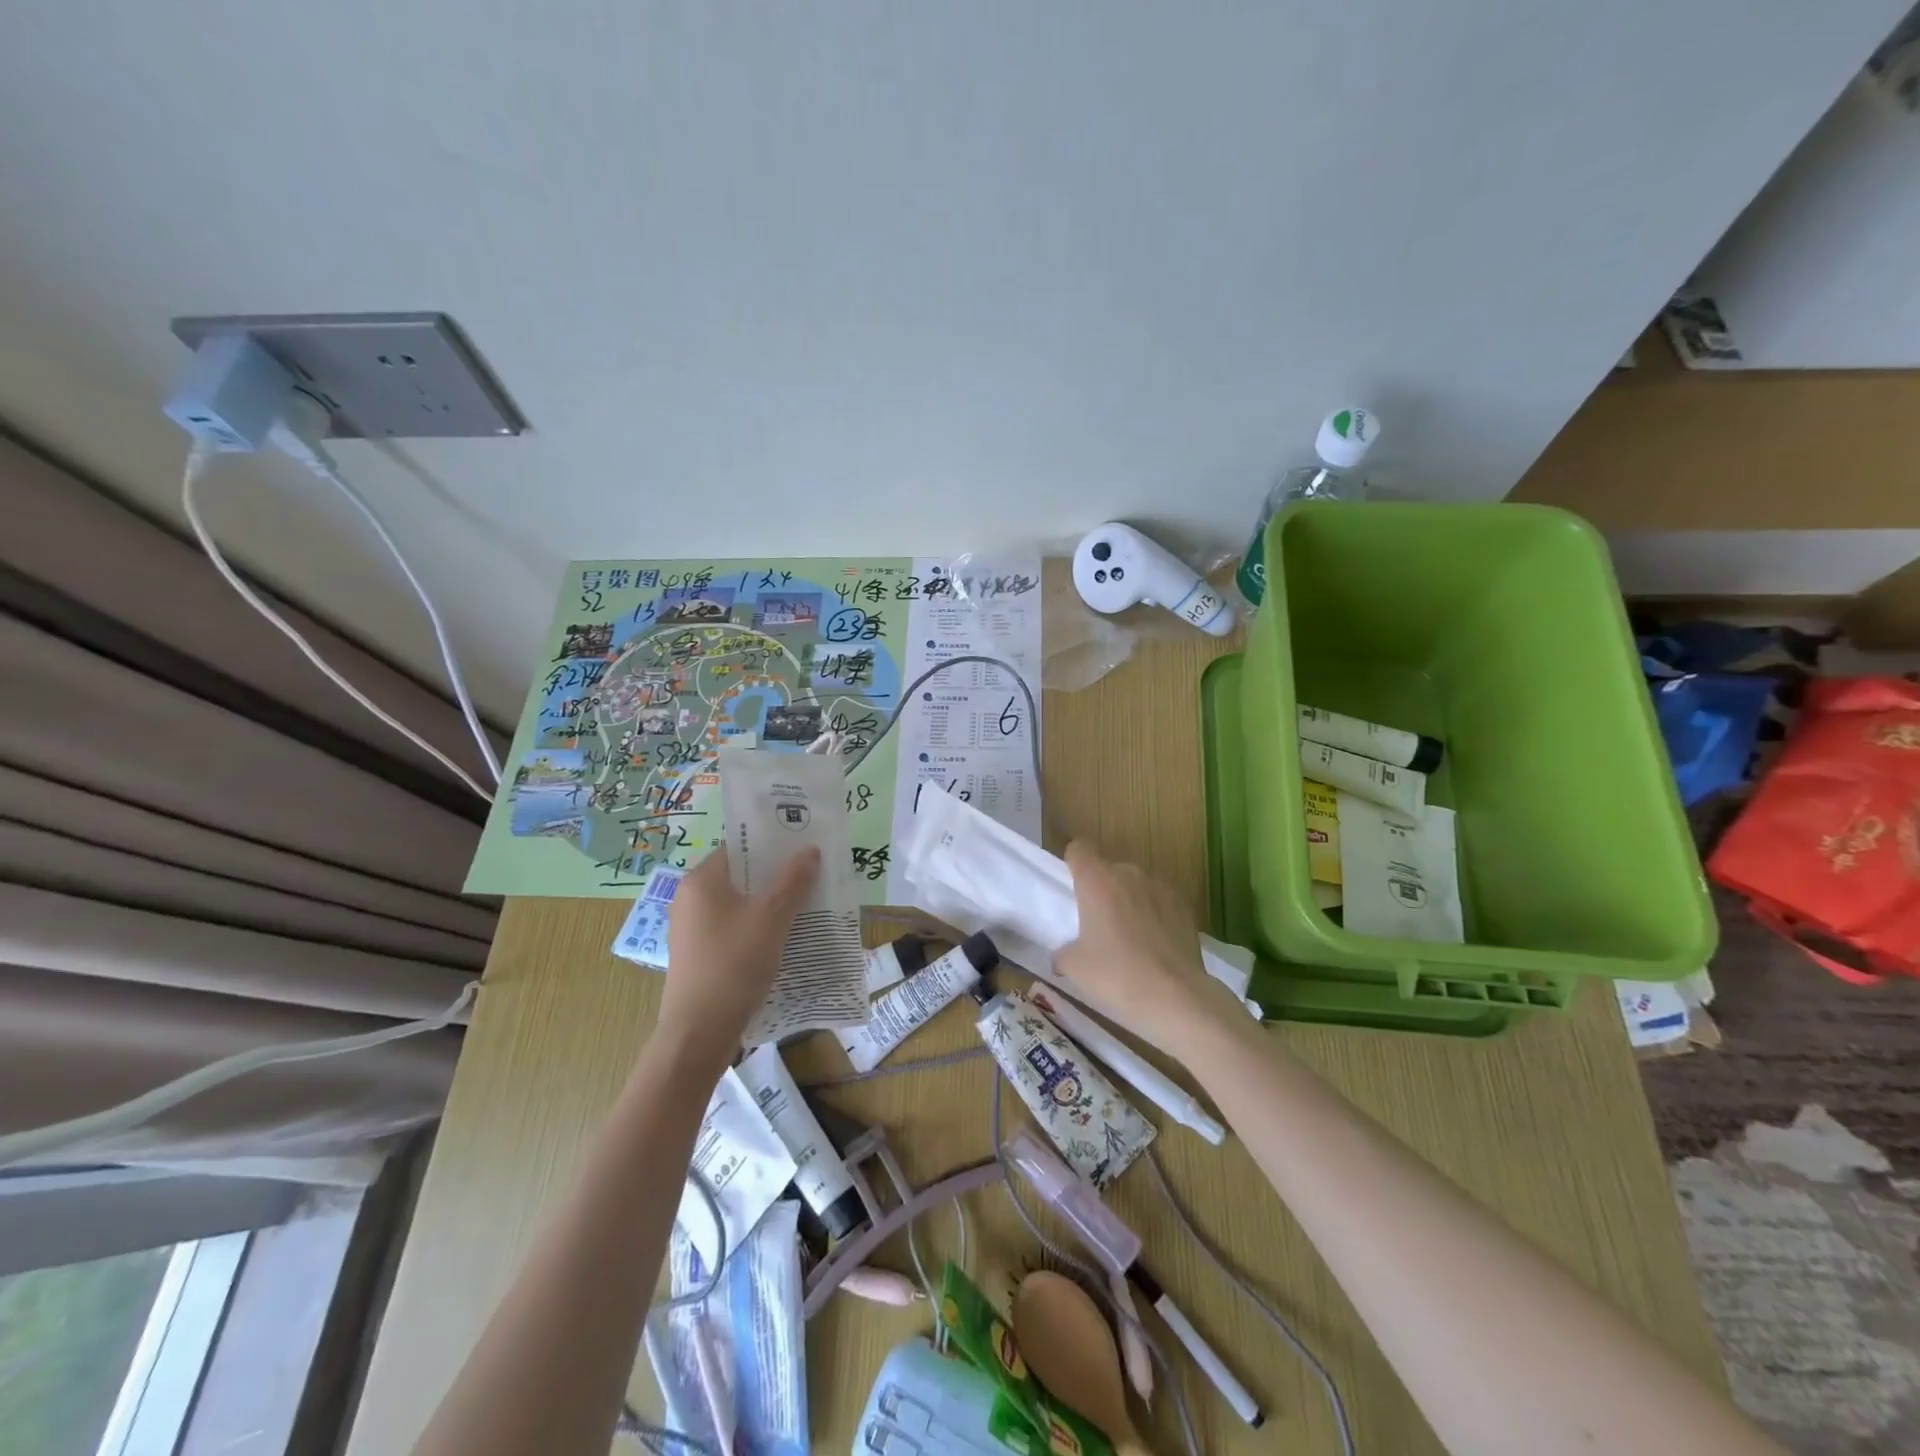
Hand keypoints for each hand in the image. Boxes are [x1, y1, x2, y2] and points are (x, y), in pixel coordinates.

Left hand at [658, 846, 819, 1069]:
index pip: (739, 847)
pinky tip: (783, 939)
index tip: (803, 848)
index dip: (772, 845)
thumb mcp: (772, 918)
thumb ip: (793, 881)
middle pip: (740, 876)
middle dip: (776, 877)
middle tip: (811, 877)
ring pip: (738, 905)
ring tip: (805, 907)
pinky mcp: (698, 955)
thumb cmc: (734, 964)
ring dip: (769, 904)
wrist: (699, 1032)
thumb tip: (810, 851)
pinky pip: (732, 929)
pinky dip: (756, 928)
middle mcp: (690, 899)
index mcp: (701, 880)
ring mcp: (691, 929)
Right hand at [1055, 841, 1239, 1055]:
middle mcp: (1129, 874)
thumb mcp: (1074, 967)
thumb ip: (1063, 952)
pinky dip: (1154, 915)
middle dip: (1102, 890)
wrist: (1175, 997)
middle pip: (1108, 869)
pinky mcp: (1185, 906)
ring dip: (1129, 901)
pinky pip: (1160, 902)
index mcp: (1096, 880)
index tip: (1072, 887)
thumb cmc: (1116, 975)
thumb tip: (1062, 956)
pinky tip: (1155, 947)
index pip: (1079, 849)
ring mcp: (1160, 888)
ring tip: (1130, 938)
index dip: (1073, 863)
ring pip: (1136, 886)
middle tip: (1098, 924)